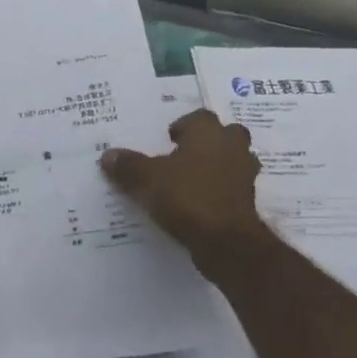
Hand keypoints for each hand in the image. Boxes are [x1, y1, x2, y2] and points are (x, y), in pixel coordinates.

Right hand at [100, 110, 269, 268]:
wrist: (226, 241)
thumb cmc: (187, 196)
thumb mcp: (146, 179)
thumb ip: (128, 165)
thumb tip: (108, 155)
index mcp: (208, 133)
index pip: (200, 116)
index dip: (183, 125)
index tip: (167, 139)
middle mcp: (232, 147)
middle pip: (225, 135)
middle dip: (207, 142)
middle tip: (182, 155)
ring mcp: (245, 175)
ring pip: (233, 161)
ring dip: (217, 166)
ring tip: (190, 179)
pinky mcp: (248, 202)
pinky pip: (231, 188)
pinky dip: (219, 191)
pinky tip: (198, 204)